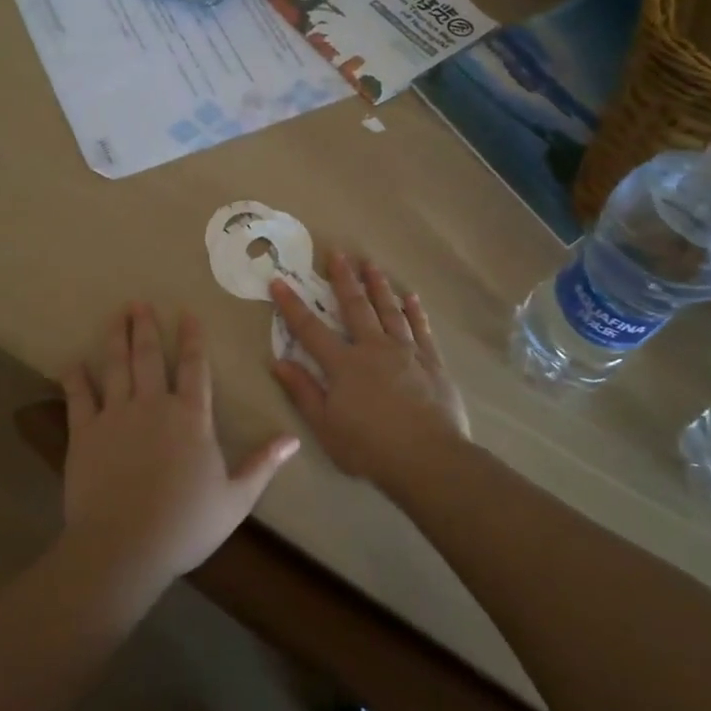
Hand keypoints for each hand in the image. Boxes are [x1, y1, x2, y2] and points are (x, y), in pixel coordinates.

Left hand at [61, 304, 298, 595]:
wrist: (123, 548)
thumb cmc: (185, 525)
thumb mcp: (236, 499)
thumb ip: (263, 464)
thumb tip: (294, 438)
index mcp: (191, 417)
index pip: (195, 367)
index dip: (192, 338)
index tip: (187, 313)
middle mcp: (154, 405)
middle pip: (149, 356)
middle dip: (145, 327)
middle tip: (138, 303)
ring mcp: (116, 416)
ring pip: (116, 367)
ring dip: (116, 338)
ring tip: (116, 316)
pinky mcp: (85, 433)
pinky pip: (79, 397)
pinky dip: (76, 378)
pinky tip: (73, 363)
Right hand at [269, 253, 470, 488]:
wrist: (428, 458)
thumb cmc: (370, 447)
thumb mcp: (325, 427)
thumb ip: (303, 392)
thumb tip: (279, 361)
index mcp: (344, 364)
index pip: (310, 329)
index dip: (292, 305)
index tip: (279, 280)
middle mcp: (373, 348)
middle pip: (356, 307)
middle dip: (344, 279)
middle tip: (338, 252)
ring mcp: (406, 352)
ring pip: (389, 310)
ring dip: (379, 286)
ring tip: (371, 264)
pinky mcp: (431, 362)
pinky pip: (421, 329)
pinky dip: (415, 312)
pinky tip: (411, 297)